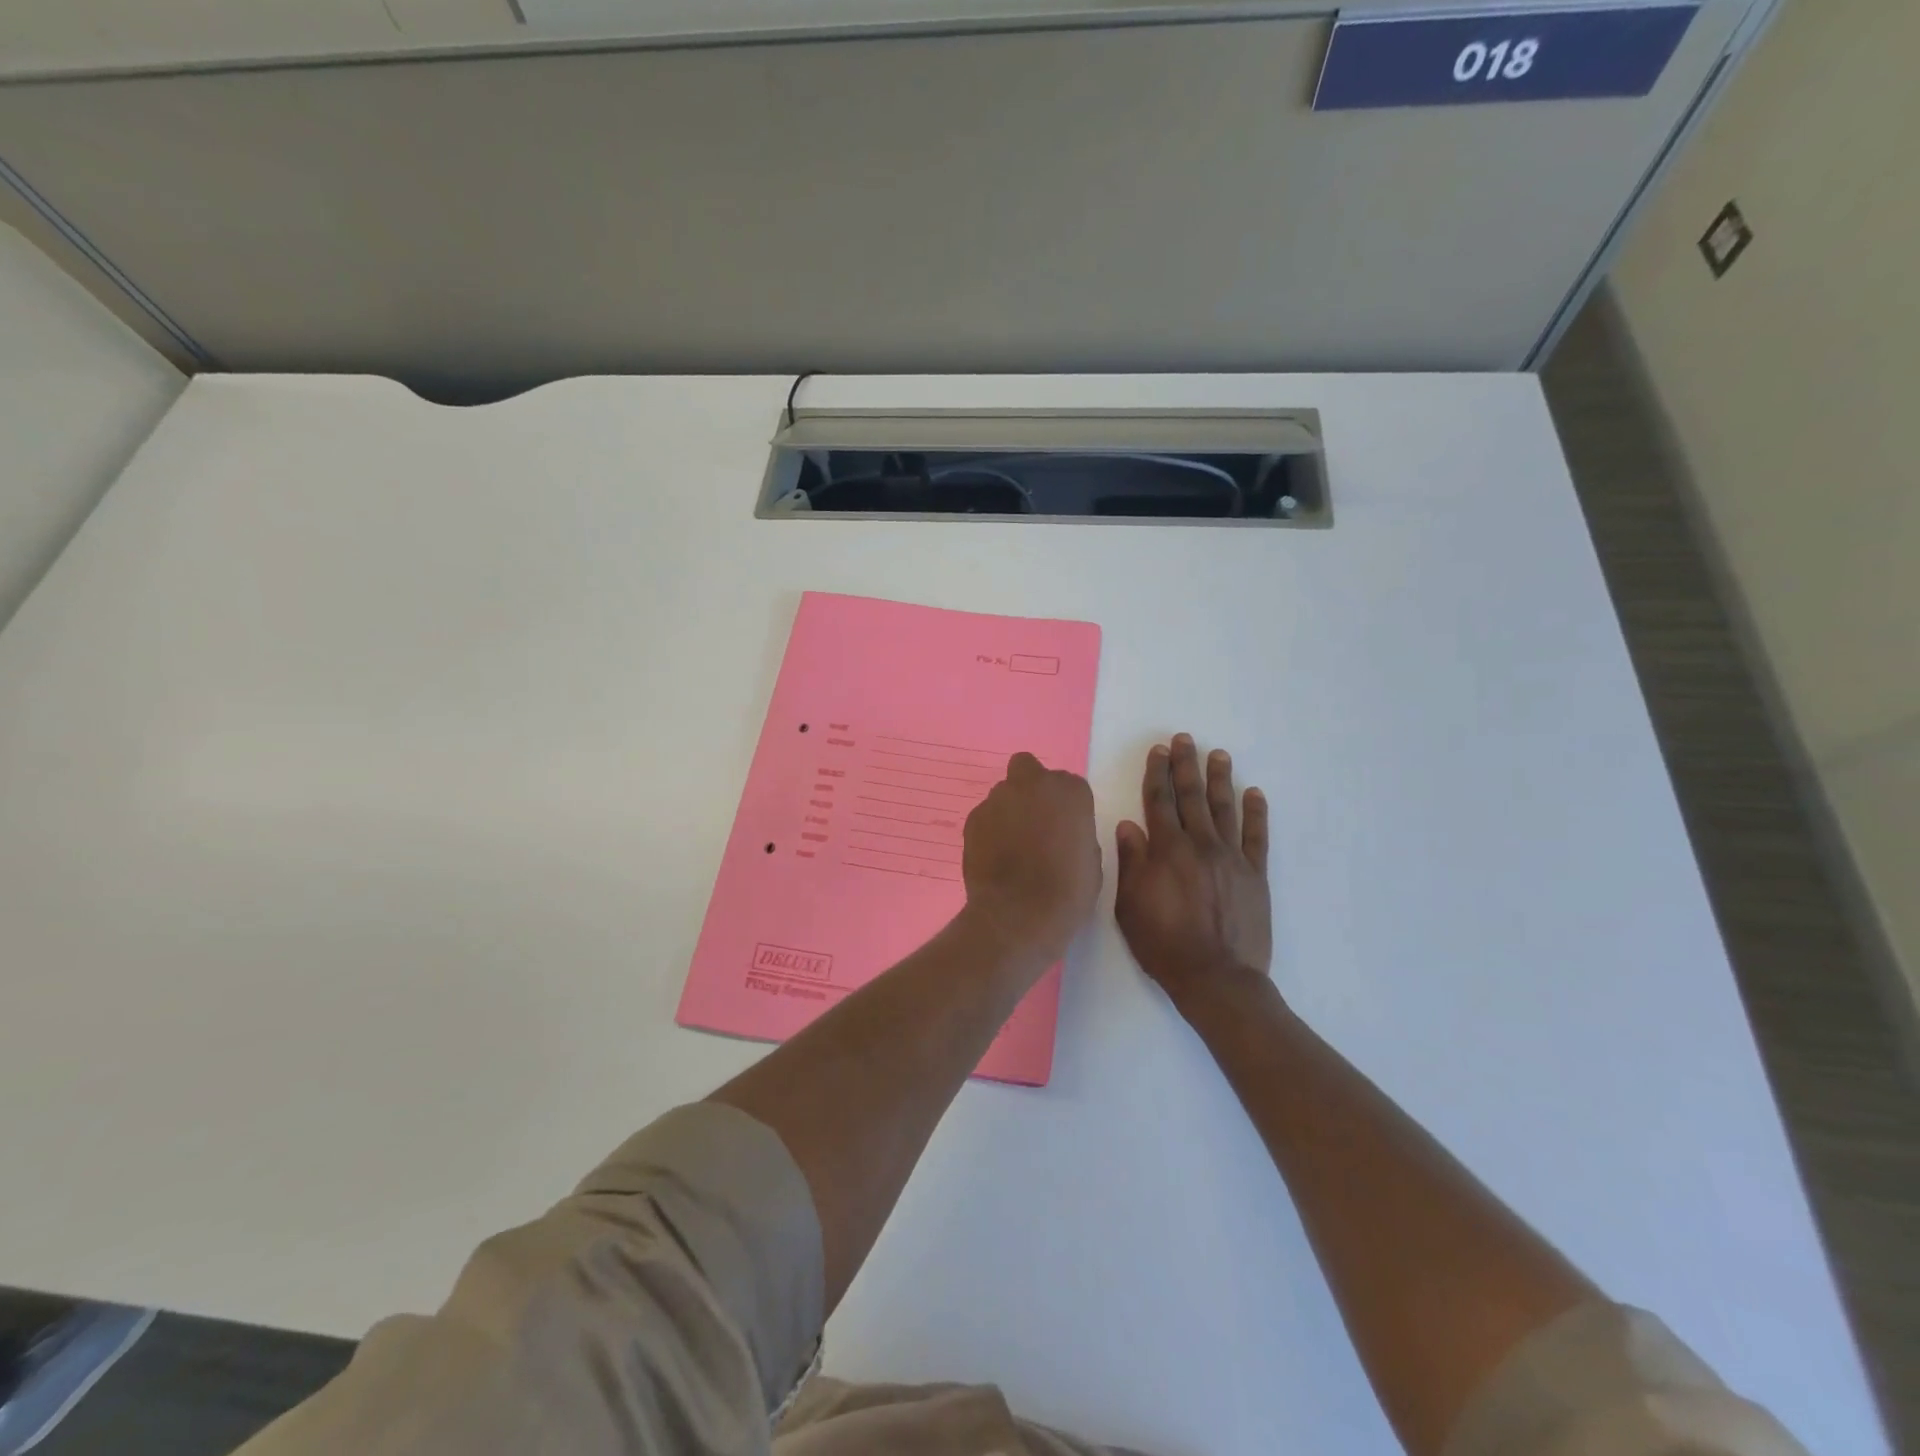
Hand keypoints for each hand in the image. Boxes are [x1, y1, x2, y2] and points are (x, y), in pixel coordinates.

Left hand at [962, 752, 1101, 963]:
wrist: (1019, 914)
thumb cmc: (1068, 891)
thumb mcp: (1091, 860)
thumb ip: (1076, 833)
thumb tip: (1062, 832)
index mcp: (1069, 791)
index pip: (1069, 785)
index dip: (1066, 807)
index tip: (1065, 829)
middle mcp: (1033, 784)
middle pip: (1028, 769)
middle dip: (1031, 788)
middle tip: (1034, 821)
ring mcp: (998, 798)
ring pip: (1003, 792)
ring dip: (1008, 809)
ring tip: (1012, 845)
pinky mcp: (973, 818)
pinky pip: (985, 816)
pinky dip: (989, 829)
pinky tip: (994, 856)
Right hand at [1114, 734, 1271, 1008]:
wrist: (1217, 978)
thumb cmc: (1164, 945)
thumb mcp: (1130, 906)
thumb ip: (1131, 862)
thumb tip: (1129, 825)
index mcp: (1167, 851)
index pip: (1159, 802)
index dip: (1157, 774)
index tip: (1158, 750)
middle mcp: (1201, 845)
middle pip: (1191, 797)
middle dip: (1186, 766)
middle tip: (1185, 740)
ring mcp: (1232, 858)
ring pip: (1225, 809)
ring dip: (1220, 779)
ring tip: (1218, 755)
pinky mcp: (1255, 875)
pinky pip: (1257, 837)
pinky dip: (1256, 813)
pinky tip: (1255, 793)